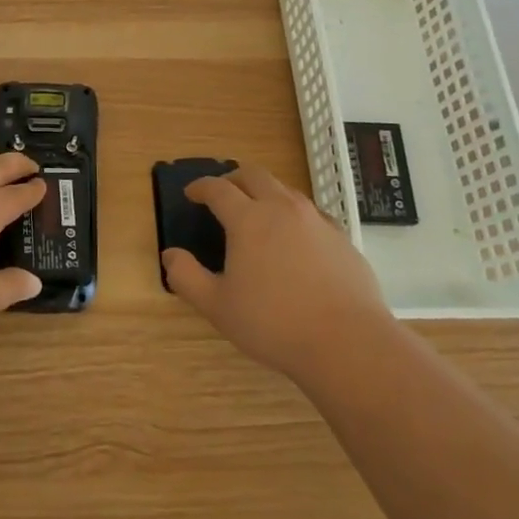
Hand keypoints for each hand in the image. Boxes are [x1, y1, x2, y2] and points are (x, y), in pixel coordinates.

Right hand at [162, 165, 389, 380]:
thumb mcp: (218, 307)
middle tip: (223, 194)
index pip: (218, 188)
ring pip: (286, 190)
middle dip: (233, 179)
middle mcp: (282, 208)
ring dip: (265, 194)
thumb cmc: (274, 324)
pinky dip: (294, 216)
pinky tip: (295, 241)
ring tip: (258, 215)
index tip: (191, 194)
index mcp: (248, 219)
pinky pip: (312, 214)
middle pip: (254, 175)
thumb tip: (170, 255)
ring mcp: (316, 220)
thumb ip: (187, 277)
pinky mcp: (342, 238)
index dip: (200, 187)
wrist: (348, 343)